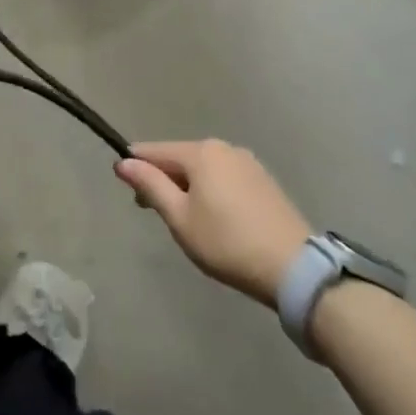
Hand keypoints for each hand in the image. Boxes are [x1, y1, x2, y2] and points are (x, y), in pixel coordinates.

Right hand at [116, 140, 312, 305]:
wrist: (292, 266)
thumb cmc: (226, 242)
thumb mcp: (179, 218)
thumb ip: (150, 185)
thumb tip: (123, 162)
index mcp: (200, 152)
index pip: (155, 151)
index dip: (135, 167)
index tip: (126, 190)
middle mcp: (224, 148)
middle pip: (180, 158)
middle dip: (163, 179)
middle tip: (155, 213)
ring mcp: (248, 162)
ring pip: (204, 168)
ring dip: (188, 186)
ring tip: (186, 220)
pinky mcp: (264, 180)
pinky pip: (225, 177)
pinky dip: (211, 191)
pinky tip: (215, 218)